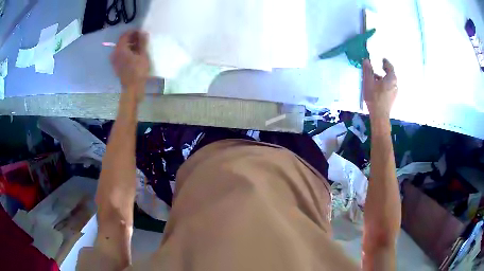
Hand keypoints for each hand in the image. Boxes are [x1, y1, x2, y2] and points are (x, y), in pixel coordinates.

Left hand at [110, 30, 148, 100]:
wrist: (132, 88)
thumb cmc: (138, 71)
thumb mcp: (143, 55)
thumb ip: (142, 42)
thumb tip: (143, 32)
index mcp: (120, 49)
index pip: (125, 35)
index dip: (133, 32)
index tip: (141, 32)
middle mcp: (115, 53)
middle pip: (122, 41)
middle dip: (131, 38)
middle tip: (141, 38)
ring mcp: (114, 60)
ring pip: (121, 48)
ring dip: (129, 45)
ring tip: (139, 46)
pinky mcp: (116, 66)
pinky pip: (120, 55)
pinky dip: (127, 52)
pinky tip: (134, 54)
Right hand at [363, 59, 397, 118]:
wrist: (379, 115)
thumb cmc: (374, 97)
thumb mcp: (368, 81)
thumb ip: (368, 70)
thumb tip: (366, 60)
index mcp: (391, 78)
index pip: (390, 67)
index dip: (386, 62)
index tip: (382, 59)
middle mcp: (395, 84)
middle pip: (391, 75)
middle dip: (385, 71)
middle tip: (380, 67)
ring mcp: (394, 92)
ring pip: (389, 82)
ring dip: (384, 78)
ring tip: (376, 78)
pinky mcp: (392, 99)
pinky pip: (389, 88)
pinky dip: (384, 85)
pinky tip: (378, 88)